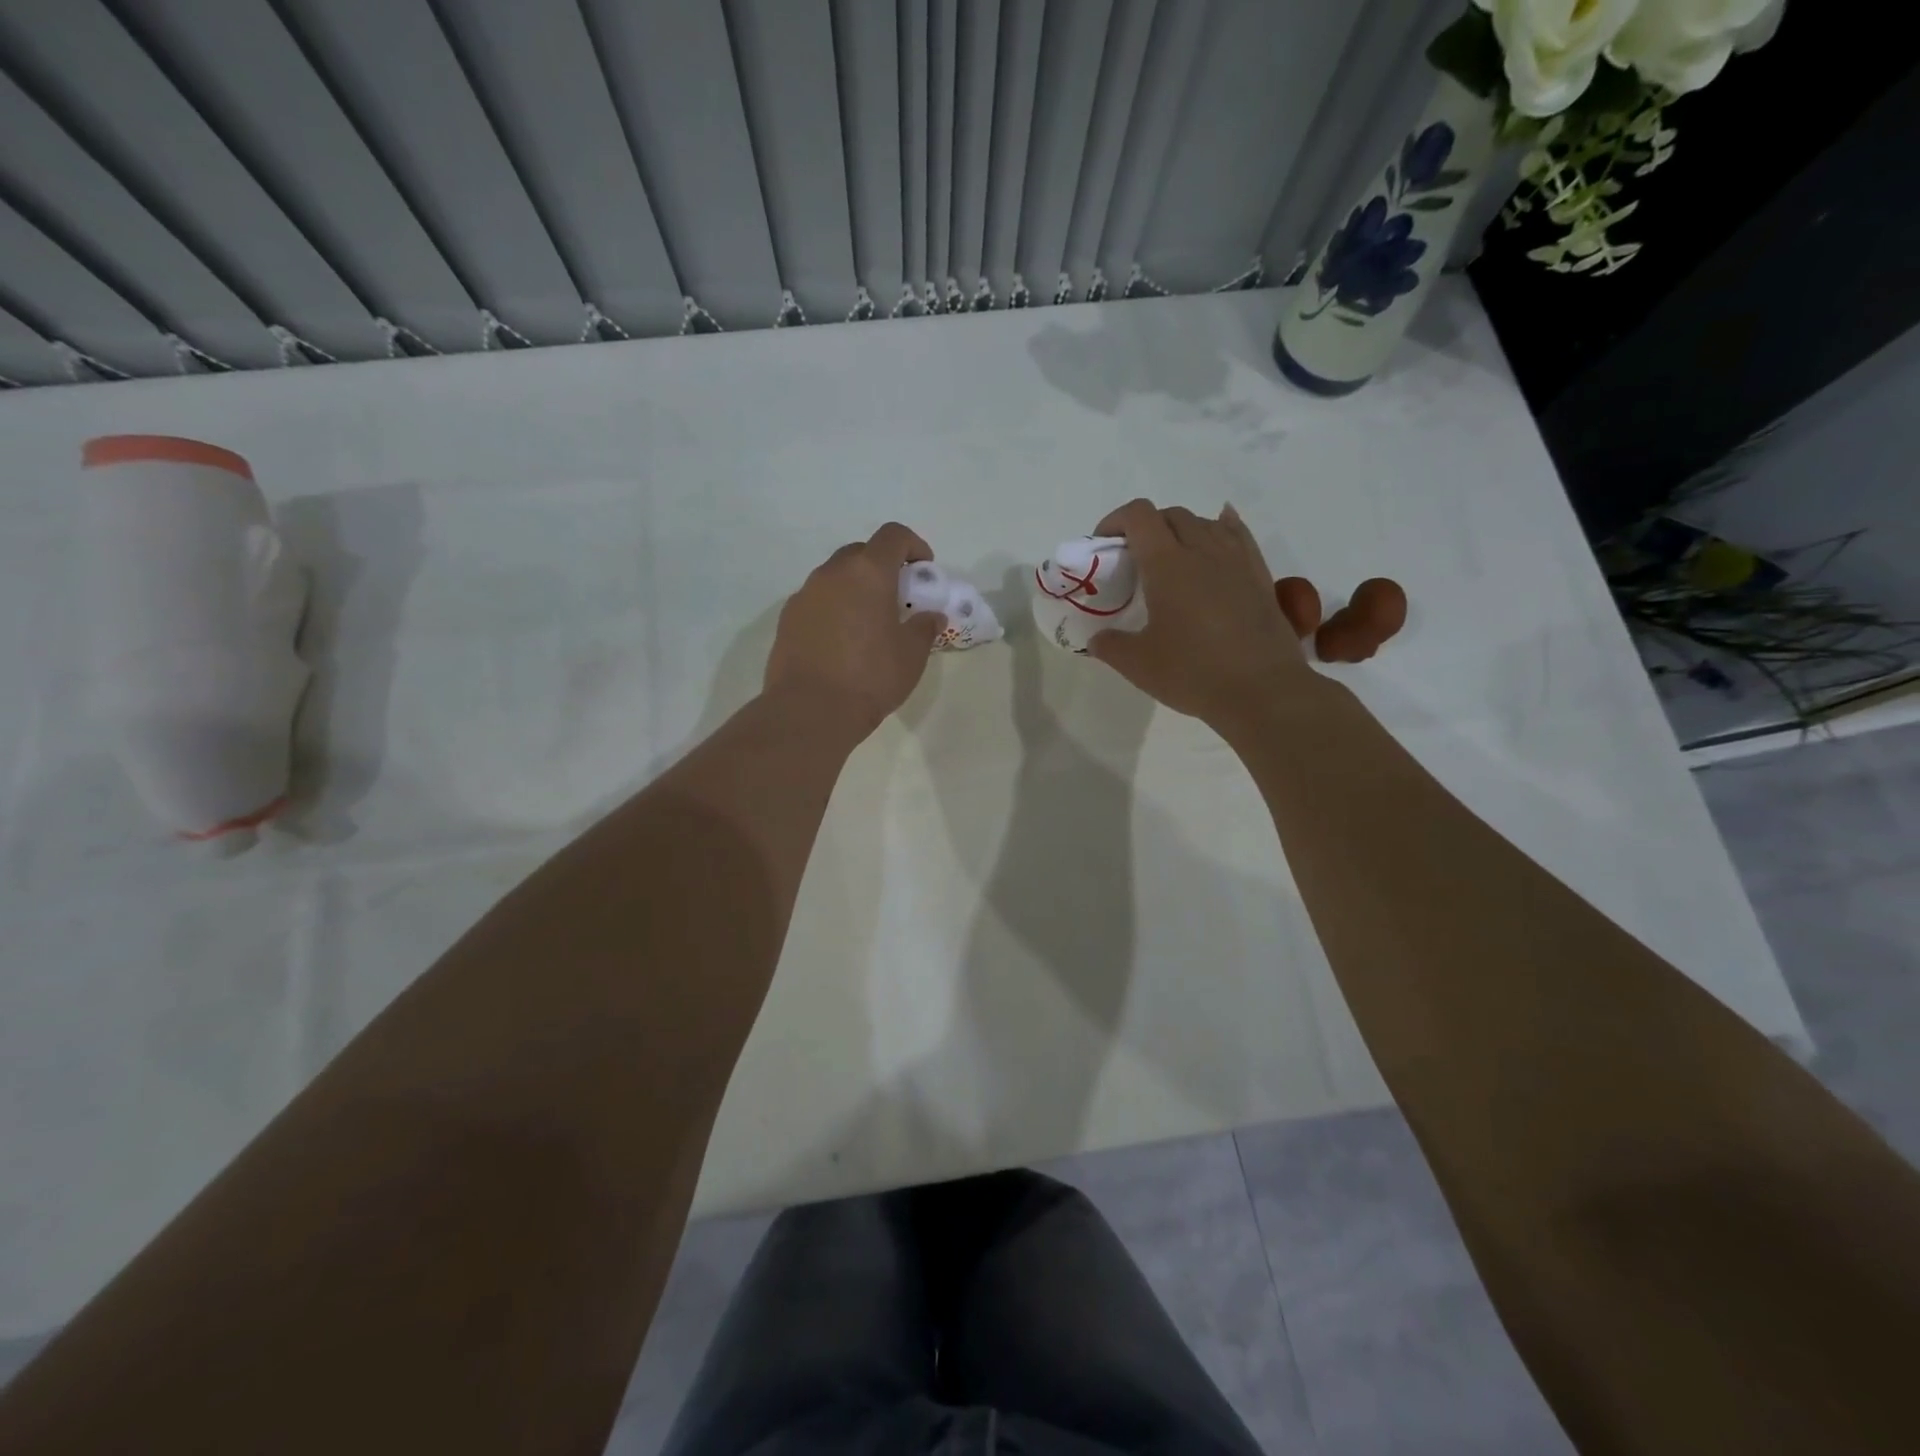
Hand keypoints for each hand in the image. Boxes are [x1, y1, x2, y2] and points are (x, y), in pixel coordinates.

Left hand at [764, 522, 943, 735]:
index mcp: (868, 573)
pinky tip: (842, 642)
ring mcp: (804, 595)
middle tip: (897, 597)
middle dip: (882, 566)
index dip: (913, 545)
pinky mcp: (787, 619)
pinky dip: (833, 609)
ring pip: (835, 577)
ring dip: (855, 588)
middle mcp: (832, 574)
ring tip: (868, 623)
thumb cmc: (870, 677)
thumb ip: (924, 628)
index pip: (893, 536)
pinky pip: (817, 601)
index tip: (923, 569)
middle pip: (860, 553)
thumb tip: (931, 617)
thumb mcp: (911, 655)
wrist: (810, 710)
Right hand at [1088, 500, 1310, 730]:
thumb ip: (1110, 646)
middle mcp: (1203, 550)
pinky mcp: (1260, 576)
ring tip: (1172, 558)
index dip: (1116, 520)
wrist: (1262, 690)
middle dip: (1147, 527)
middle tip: (1134, 559)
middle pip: (1172, 515)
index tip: (1104, 544)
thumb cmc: (1193, 673)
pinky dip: (1221, 529)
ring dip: (1182, 530)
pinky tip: (1217, 536)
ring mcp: (1236, 560)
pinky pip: (1238, 536)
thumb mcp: (1138, 665)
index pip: (1139, 516)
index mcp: (1167, 564)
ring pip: (1206, 523)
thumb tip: (1098, 639)